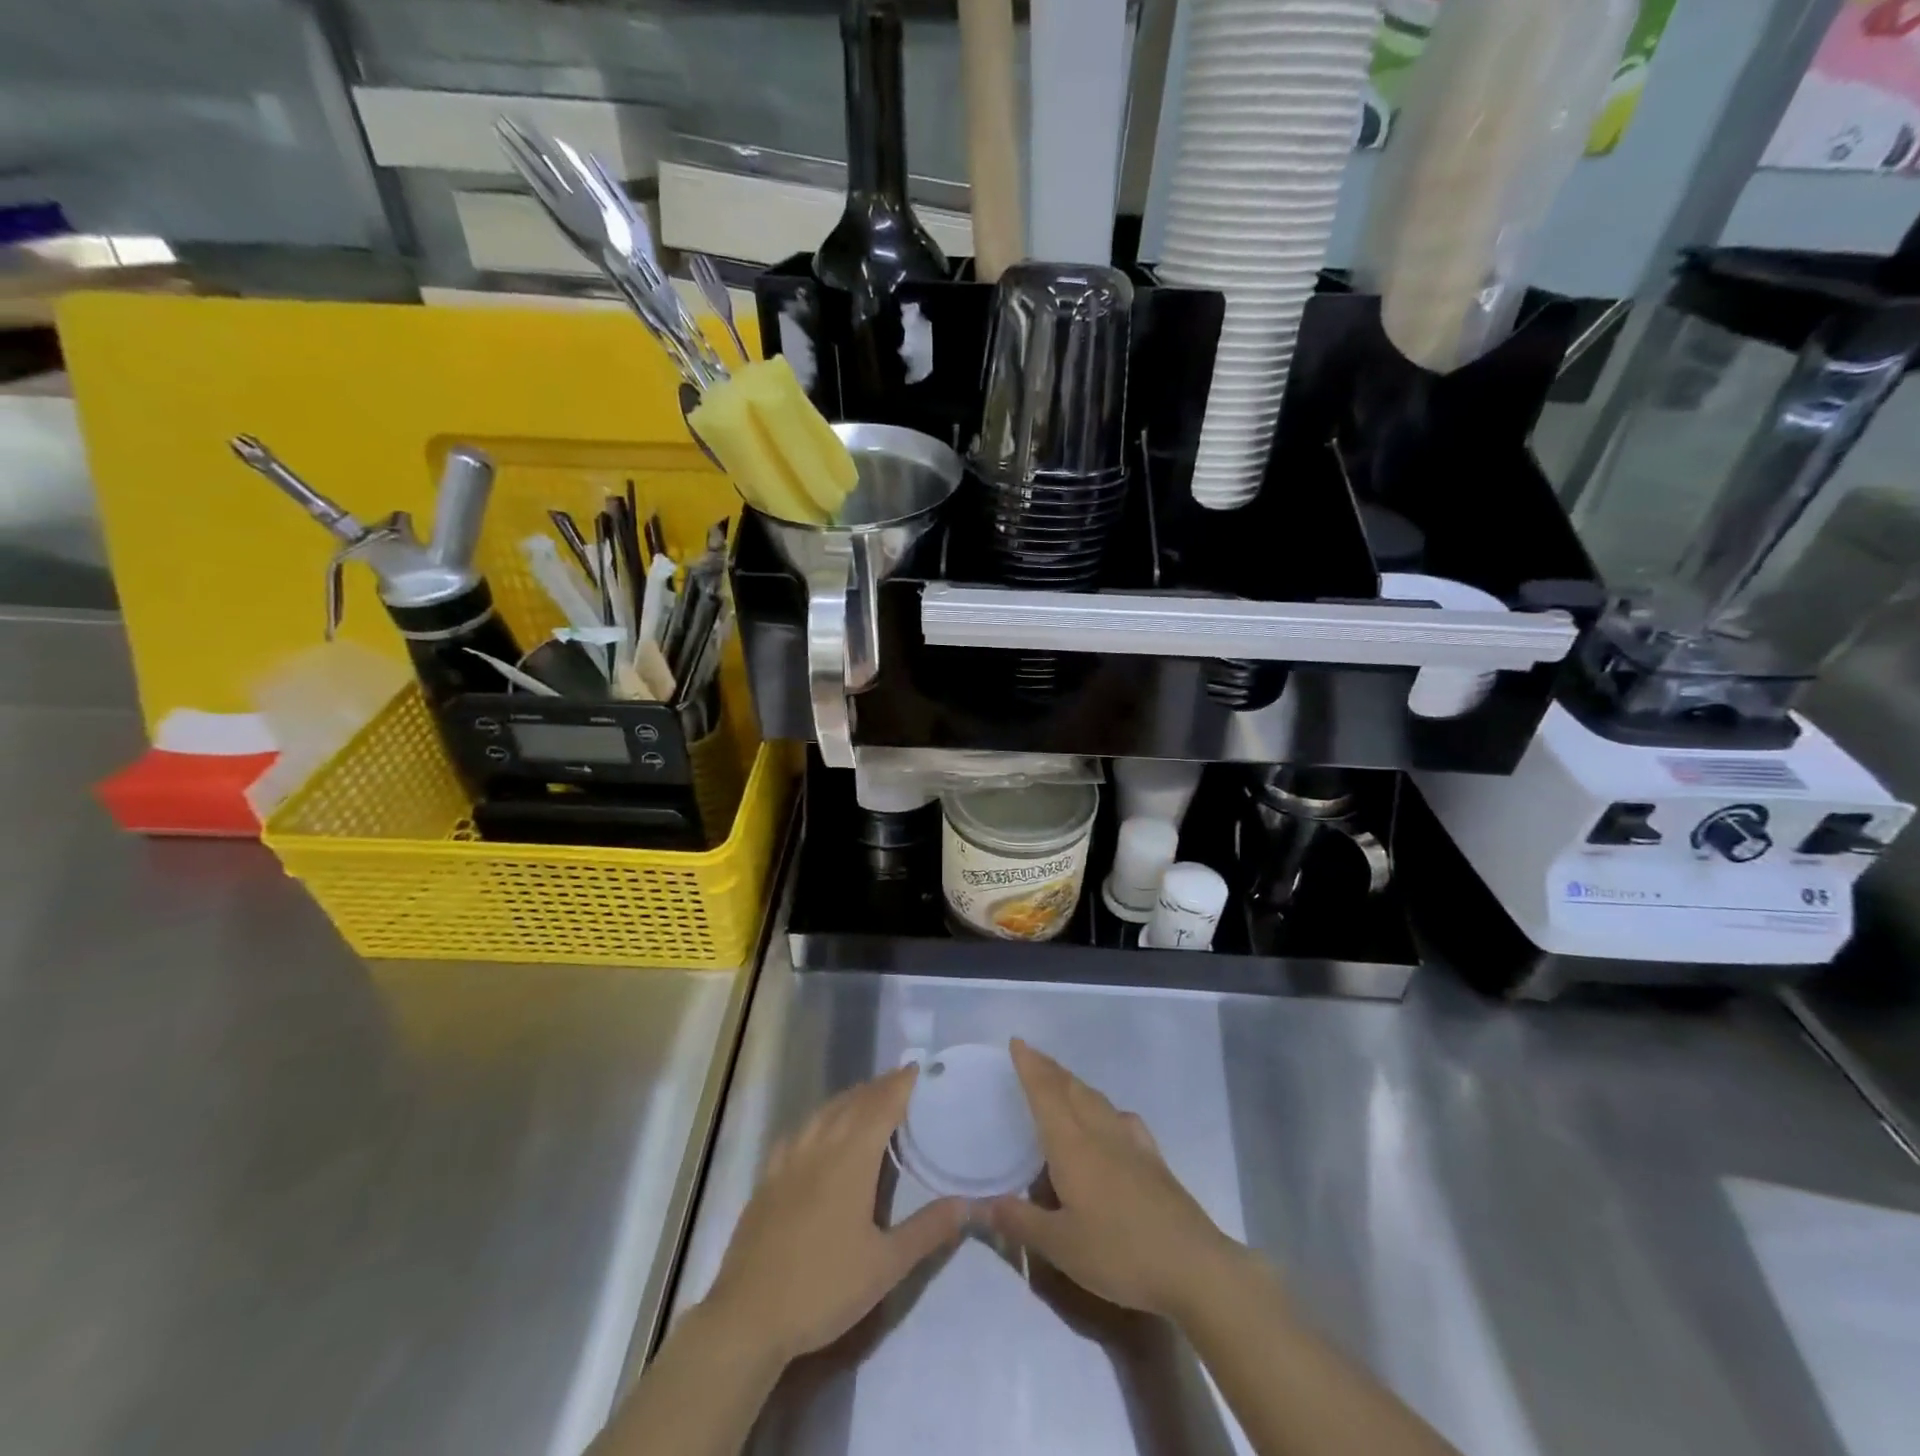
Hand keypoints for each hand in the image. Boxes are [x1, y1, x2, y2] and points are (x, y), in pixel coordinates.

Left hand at [703, 1066, 967, 1364]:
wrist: (748, 1317)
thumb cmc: (823, 1288)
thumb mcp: (885, 1266)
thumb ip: (927, 1230)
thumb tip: (966, 1203)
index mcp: (852, 1159)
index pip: (882, 1106)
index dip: (900, 1084)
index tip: (918, 1067)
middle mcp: (820, 1147)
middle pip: (853, 1103)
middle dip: (878, 1088)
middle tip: (900, 1081)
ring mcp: (789, 1160)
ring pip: (824, 1113)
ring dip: (849, 1099)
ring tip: (866, 1097)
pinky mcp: (767, 1179)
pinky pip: (798, 1132)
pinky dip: (818, 1120)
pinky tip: (817, 1131)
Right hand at [986, 1039, 1247, 1320]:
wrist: (1192, 1265)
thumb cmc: (1119, 1253)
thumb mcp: (1061, 1246)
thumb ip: (1020, 1221)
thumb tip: (982, 1203)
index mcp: (1072, 1145)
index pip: (1045, 1094)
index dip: (1030, 1066)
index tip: (1017, 1042)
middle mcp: (1099, 1132)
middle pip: (1071, 1088)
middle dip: (1050, 1069)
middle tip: (1032, 1057)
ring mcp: (1131, 1142)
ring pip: (1097, 1099)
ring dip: (1074, 1084)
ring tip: (1062, 1083)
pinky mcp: (1153, 1158)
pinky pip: (1122, 1119)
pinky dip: (1106, 1109)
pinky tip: (1111, 1120)